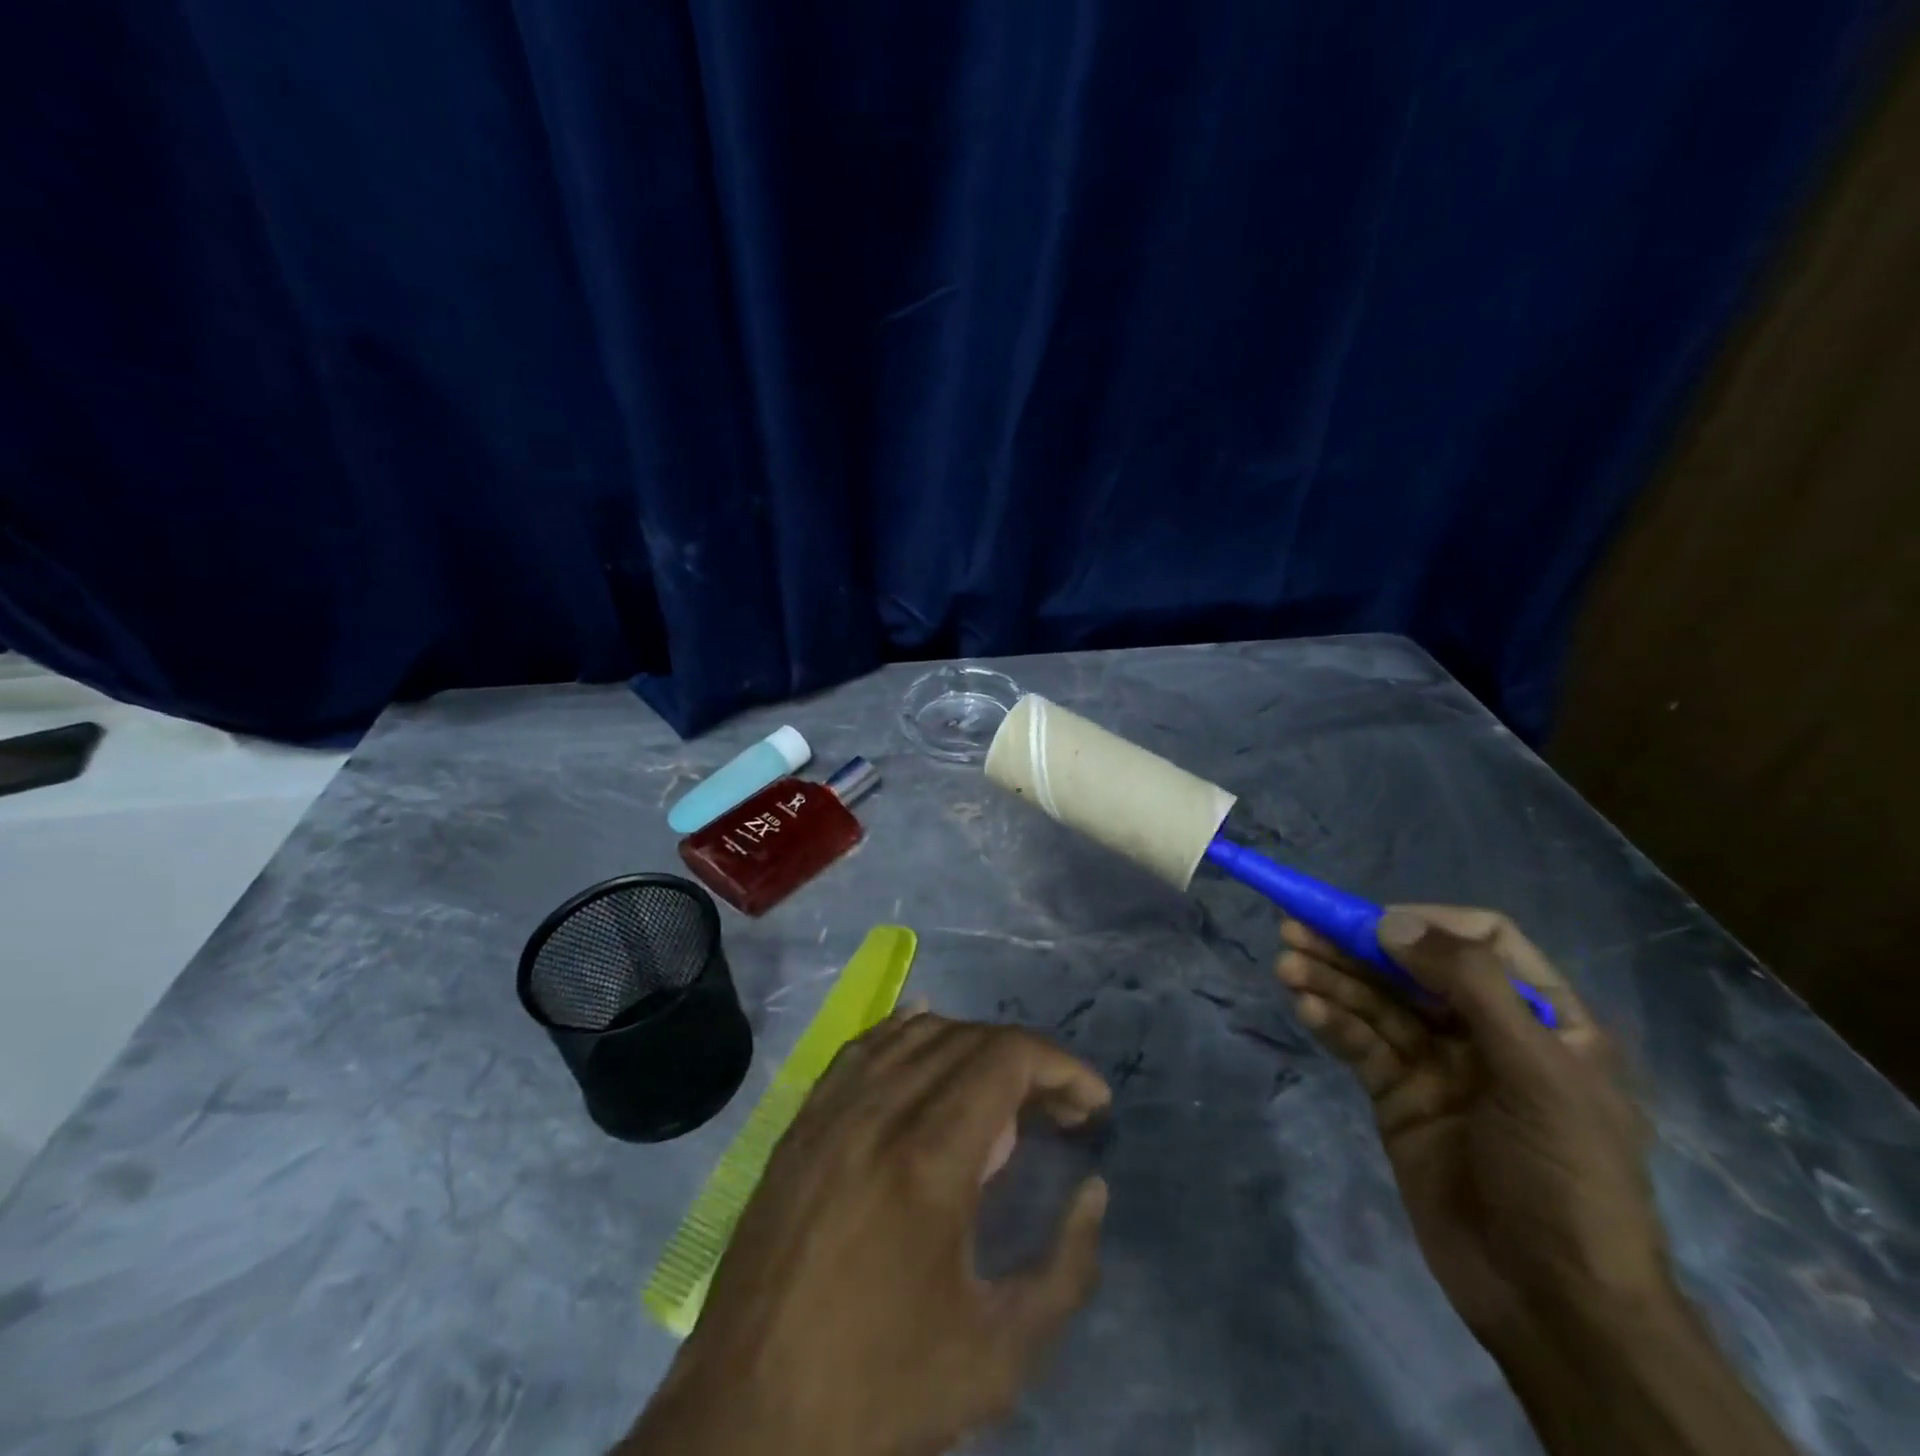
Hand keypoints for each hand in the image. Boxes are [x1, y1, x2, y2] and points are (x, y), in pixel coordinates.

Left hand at [622, 1012, 1111, 1455]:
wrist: (748, 1416)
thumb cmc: (880, 1389)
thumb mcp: (1000, 1355)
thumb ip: (1068, 1269)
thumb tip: (1093, 1189)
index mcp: (929, 1156)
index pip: (1007, 1058)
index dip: (1061, 1066)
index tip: (1093, 1104)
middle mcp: (878, 1110)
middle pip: (969, 1039)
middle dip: (1028, 1062)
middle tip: (1058, 1112)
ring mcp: (832, 1108)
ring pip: (917, 1033)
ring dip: (973, 1047)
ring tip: (1003, 1093)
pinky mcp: (802, 1120)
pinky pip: (865, 1046)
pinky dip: (908, 1033)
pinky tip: (928, 1041)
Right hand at [1276, 905, 1668, 1351]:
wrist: (1553, 1302)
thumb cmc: (1565, 1177)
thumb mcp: (1537, 1074)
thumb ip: (1471, 987)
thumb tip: (1393, 921)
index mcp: (1543, 1018)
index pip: (1484, 940)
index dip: (1429, 924)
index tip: (1378, 926)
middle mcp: (1487, 1032)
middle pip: (1413, 968)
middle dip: (1356, 947)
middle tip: (1295, 929)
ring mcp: (1438, 1065)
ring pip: (1376, 1004)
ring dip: (1331, 980)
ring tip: (1286, 966)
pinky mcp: (1399, 1097)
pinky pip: (1361, 1046)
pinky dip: (1332, 1023)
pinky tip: (1305, 1006)